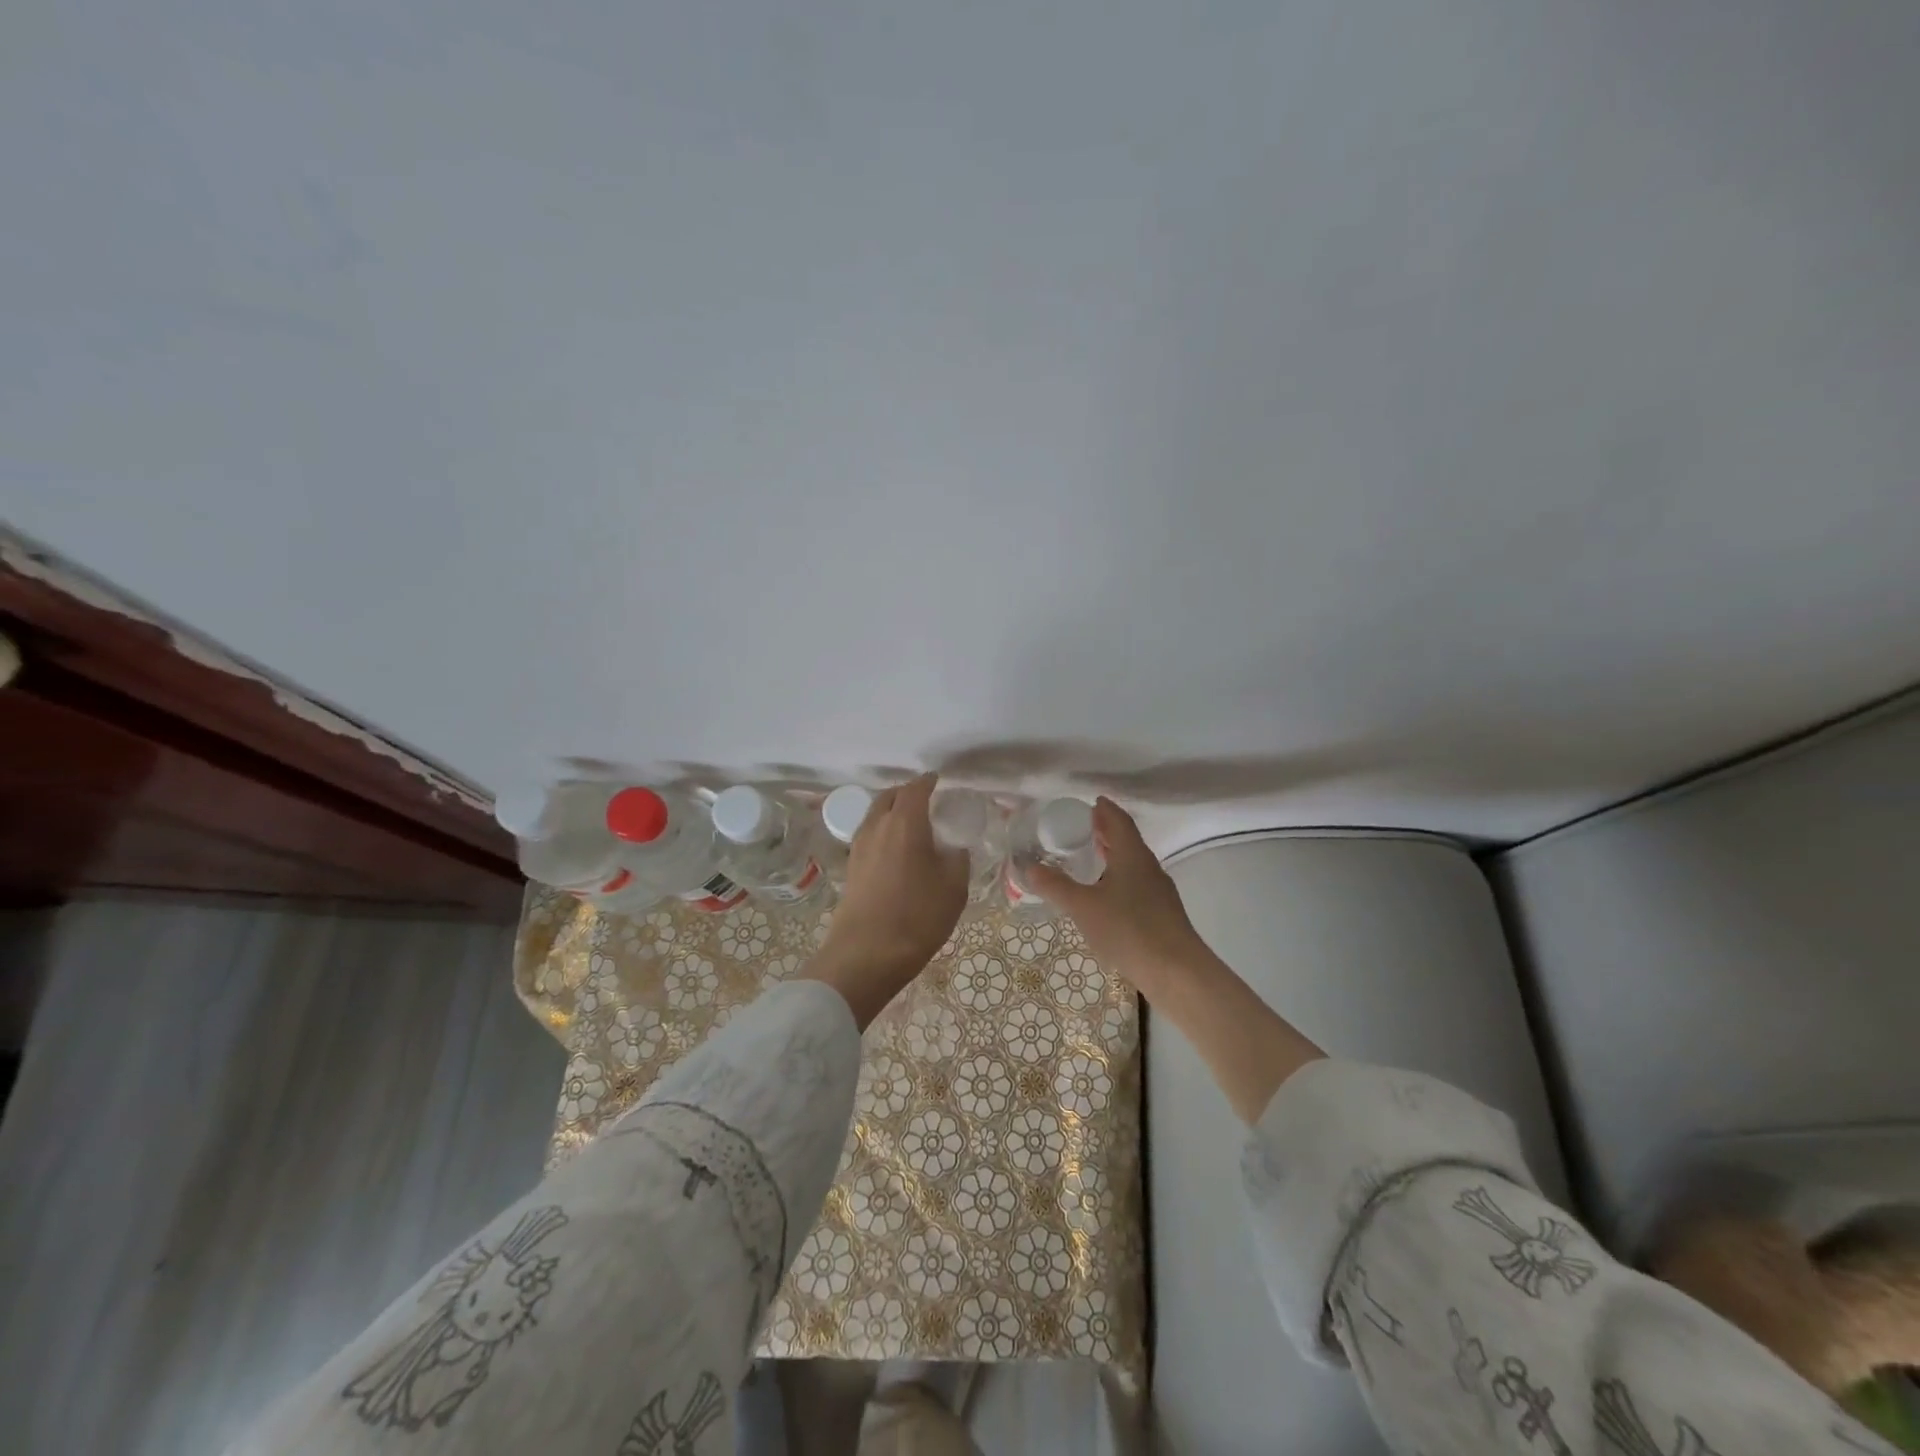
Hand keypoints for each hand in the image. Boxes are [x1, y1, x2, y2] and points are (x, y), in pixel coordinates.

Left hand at [806, 774, 968, 1027]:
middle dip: (907, 793)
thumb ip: (957, 859)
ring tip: (912, 825)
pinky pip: (869, 835)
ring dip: (892, 812)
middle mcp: (876, 826)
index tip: (939, 781)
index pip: (915, 789)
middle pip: (889, 796)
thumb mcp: (954, 888)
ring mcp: (858, 847)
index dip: (928, 782)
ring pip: (875, 815)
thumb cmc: (916, 917)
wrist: (866, 956)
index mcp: (904, 823)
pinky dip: (883, 831)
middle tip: (926, 801)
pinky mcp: (850, 868)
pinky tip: (897, 849)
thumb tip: (954, 848)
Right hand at [1028, 797, 1205, 989]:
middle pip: (1127, 839)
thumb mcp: (1083, 907)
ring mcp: (1159, 891)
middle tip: (1082, 827)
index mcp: (1132, 855)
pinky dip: (1119, 877)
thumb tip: (1029, 867)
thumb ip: (1055, 886)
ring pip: (1133, 863)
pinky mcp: (1162, 913)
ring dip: (1113, 855)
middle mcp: (1149, 866)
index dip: (1105, 809)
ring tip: (1090, 858)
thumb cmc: (1128, 929)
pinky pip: (1137, 883)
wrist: (1177, 972)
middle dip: (1106, 830)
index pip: (1119, 820)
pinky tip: (1106, 894)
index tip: (1091, 802)